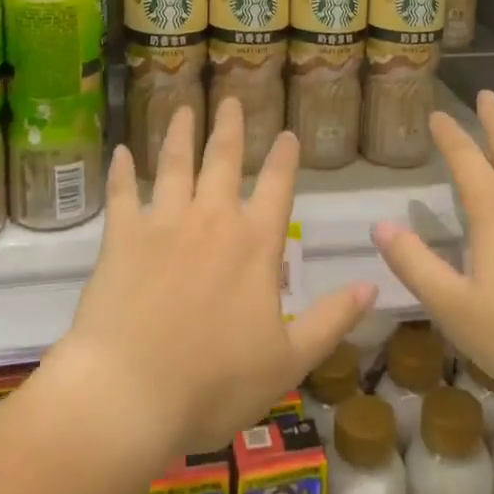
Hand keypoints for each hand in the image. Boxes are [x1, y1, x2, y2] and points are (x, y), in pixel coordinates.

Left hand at [53, 99, 374, 457]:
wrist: (130, 394)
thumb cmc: (214, 384)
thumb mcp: (288, 362)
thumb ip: (331, 320)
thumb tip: (372, 286)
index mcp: (255, 244)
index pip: (277, 187)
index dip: (285, 158)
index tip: (287, 132)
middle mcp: (212, 219)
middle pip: (223, 159)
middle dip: (230, 126)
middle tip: (231, 99)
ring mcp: (164, 223)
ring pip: (175, 164)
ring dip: (180, 133)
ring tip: (183, 108)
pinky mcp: (122, 237)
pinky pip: (122, 194)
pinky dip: (121, 171)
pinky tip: (121, 151)